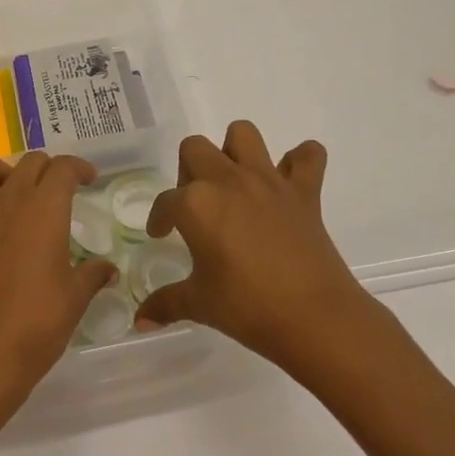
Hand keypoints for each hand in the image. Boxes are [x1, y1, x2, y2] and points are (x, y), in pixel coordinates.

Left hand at [0, 151, 116, 414]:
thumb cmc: (38, 322)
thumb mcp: (75, 298)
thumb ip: (93, 275)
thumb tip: (109, 270)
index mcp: (45, 208)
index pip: (63, 168)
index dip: (79, 168)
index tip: (87, 179)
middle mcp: (8, 199)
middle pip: (28, 162)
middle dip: (46, 169)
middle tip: (56, 191)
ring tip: (10, 193)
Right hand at [135, 120, 370, 366]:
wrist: (314, 317)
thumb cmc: (248, 308)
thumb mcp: (199, 304)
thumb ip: (165, 303)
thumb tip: (140, 321)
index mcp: (196, 203)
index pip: (165, 201)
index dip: (159, 218)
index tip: (161, 234)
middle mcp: (228, 181)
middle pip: (195, 149)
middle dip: (188, 171)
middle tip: (196, 205)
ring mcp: (269, 181)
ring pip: (243, 134)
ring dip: (234, 150)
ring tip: (234, 182)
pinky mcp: (304, 191)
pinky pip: (308, 156)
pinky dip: (299, 162)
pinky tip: (288, 182)